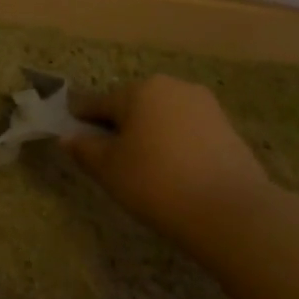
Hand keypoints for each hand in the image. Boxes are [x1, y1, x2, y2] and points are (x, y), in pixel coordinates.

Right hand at [66, 76, 272, 243]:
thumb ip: (84, 149)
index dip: (81, 122)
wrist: (230, 210)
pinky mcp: (227, 127)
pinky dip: (174, 145)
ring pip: (162, 118)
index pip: (98, 103)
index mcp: (139, 90)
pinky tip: (172, 171)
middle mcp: (173, 87)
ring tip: (143, 168)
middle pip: (133, 106)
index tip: (73, 140)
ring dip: (148, 135)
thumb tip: (68, 137)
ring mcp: (205, 105)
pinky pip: (187, 131)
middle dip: (119, 127)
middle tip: (110, 160)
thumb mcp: (108, 169)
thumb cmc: (155, 181)